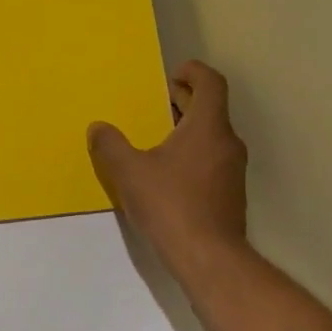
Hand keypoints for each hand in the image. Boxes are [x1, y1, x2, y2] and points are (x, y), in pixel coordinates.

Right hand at [88, 61, 248, 275]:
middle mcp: (228, 142)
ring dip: (188, 130)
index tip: (172, 77)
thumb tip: (98, 128)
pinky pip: (213, 160)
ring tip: (157, 139)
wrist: (209, 258)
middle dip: (185, 101)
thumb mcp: (130, 173)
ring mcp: (233, 170)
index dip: (193, 72)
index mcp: (208, 127)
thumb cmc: (171, 206)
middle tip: (158, 104)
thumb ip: (111, 146)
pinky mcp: (231, 194)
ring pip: (212, 136)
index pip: (211, 82)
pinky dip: (194, 154)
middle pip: (212, 108)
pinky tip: (169, 175)